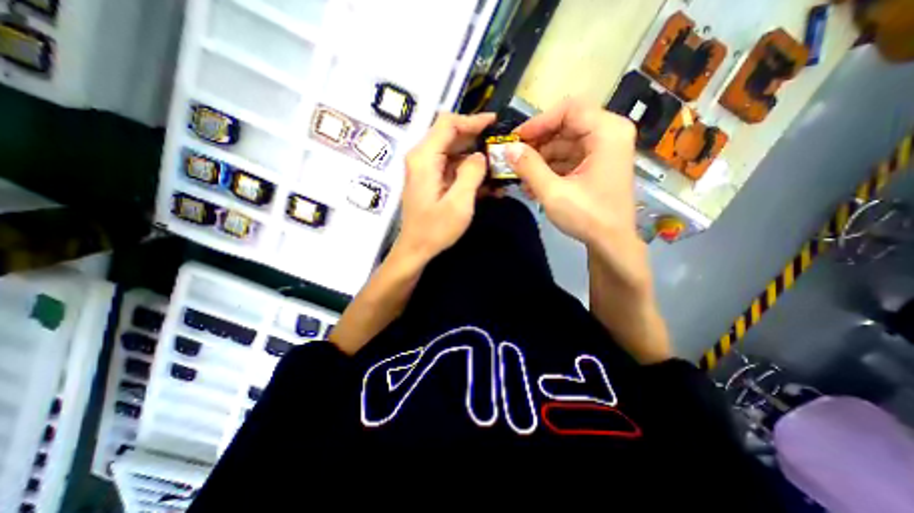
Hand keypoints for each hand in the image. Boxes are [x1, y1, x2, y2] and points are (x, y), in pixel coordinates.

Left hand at [399, 112, 497, 263]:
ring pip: (453, 153)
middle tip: (500, 147)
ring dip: (475, 159)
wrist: (415, 250)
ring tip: (498, 168)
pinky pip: (451, 168)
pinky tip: (486, 184)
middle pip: (450, 136)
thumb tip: (481, 155)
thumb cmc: (435, 230)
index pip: (448, 124)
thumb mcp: (459, 203)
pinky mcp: (430, 181)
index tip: (495, 123)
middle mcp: (422, 158)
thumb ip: (471, 173)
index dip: (472, 120)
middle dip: (477, 139)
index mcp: (424, 158)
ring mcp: (425, 170)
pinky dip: (468, 172)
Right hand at [512, 99, 636, 248]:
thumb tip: (508, 149)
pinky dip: (550, 168)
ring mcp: (603, 150)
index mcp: (607, 132)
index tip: (517, 140)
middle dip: (537, 144)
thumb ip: (529, 167)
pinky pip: (569, 158)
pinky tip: (533, 184)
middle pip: (565, 126)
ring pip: (564, 143)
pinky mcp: (597, 165)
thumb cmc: (588, 216)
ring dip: (540, 159)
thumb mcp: (553, 192)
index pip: (569, 109)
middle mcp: (609, 134)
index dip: (539, 122)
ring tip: (520, 177)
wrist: (612, 243)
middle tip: (514, 159)